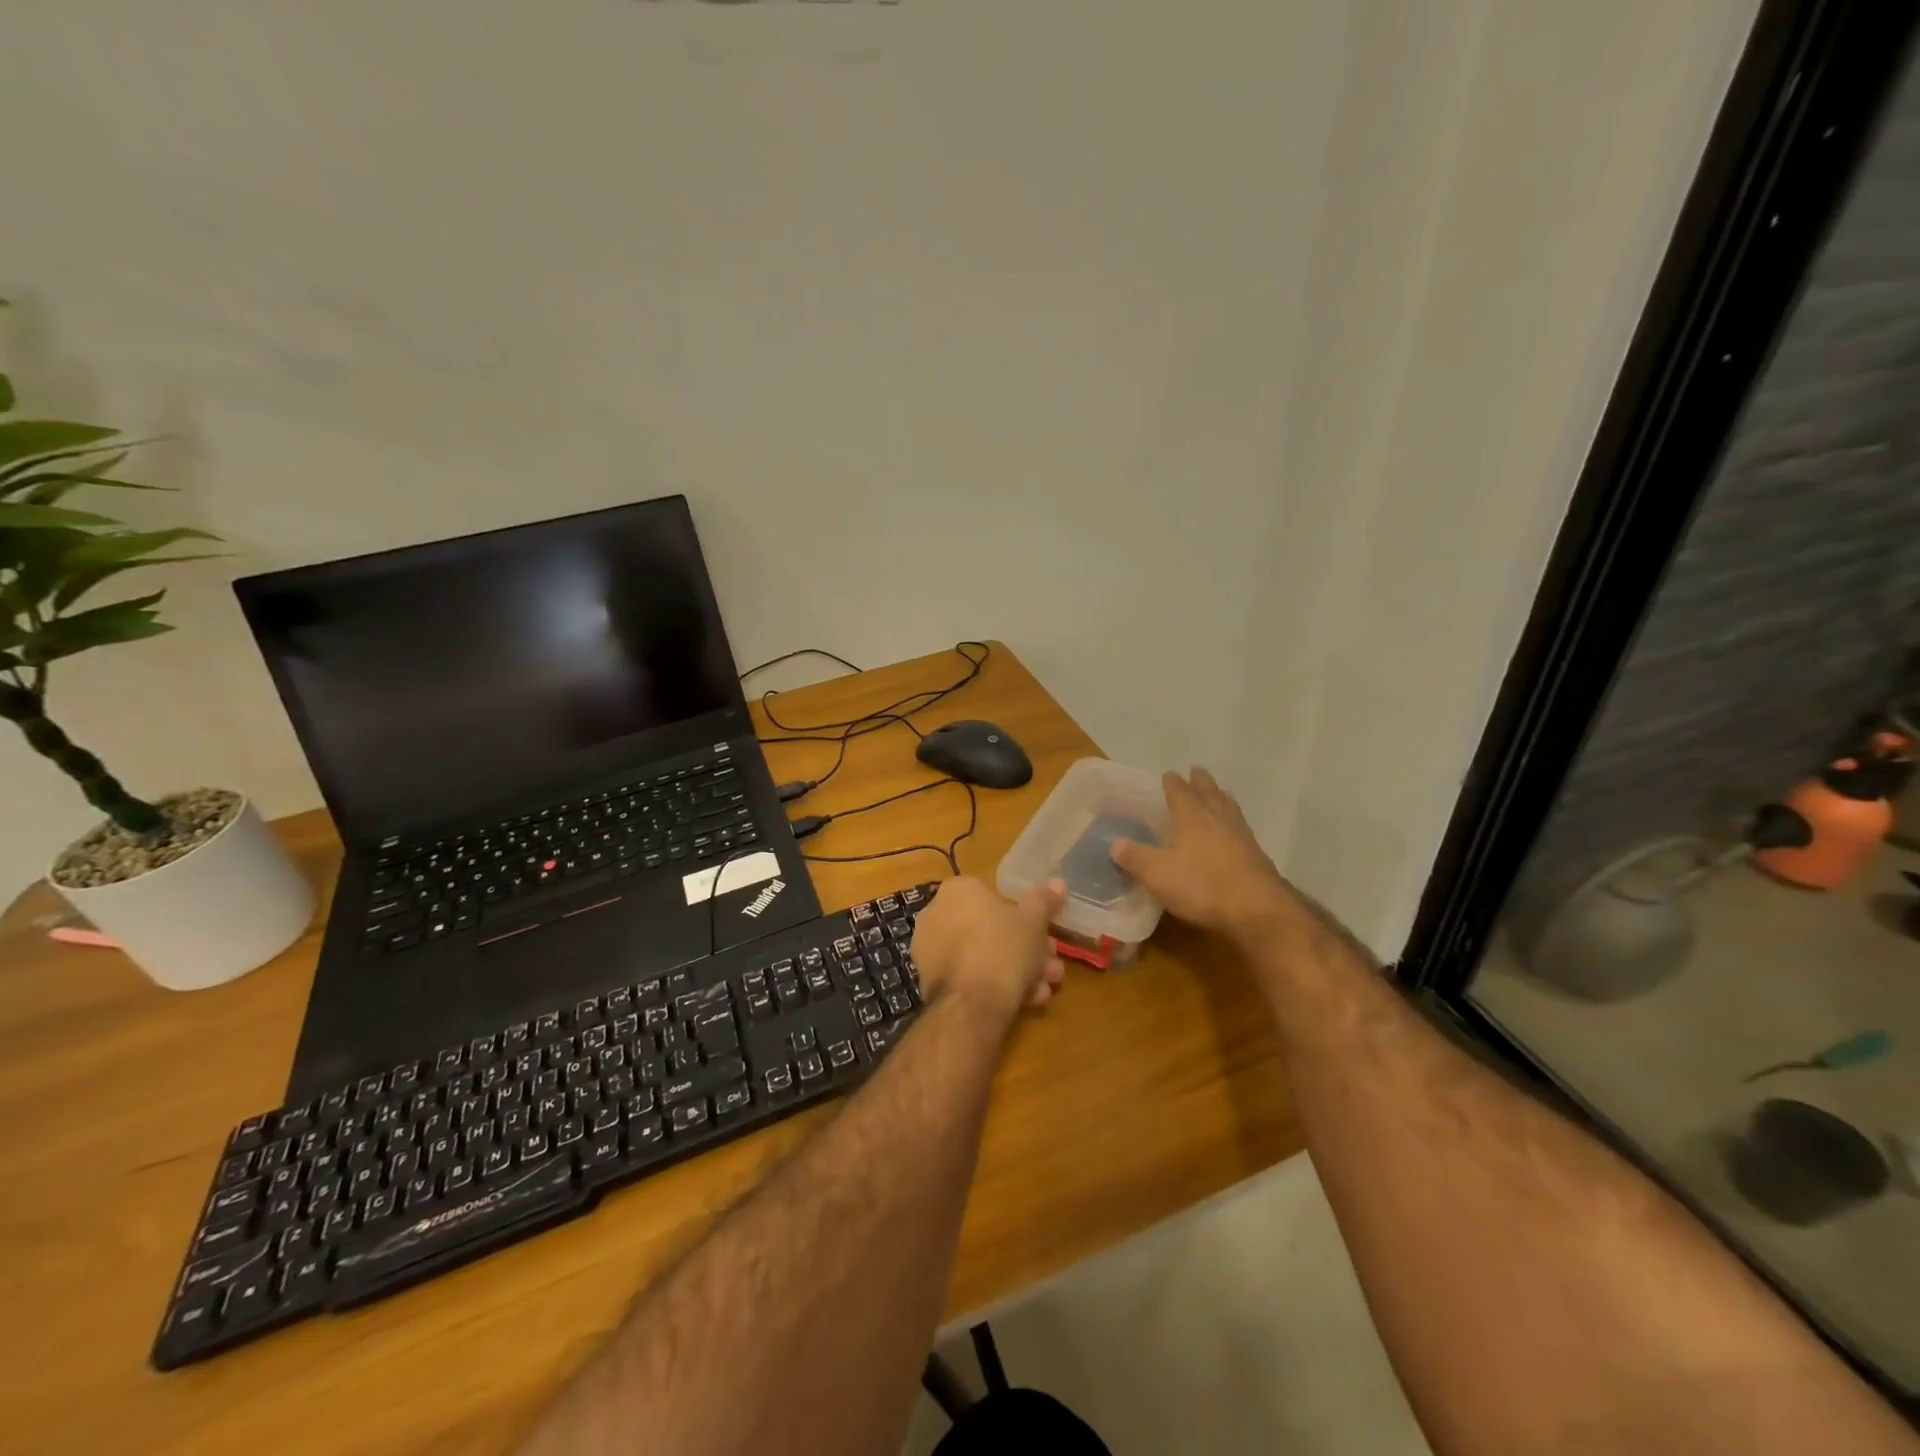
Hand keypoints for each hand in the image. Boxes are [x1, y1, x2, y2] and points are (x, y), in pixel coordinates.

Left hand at [912, 877, 1066, 1026]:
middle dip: (1026, 949)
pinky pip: (968, 975)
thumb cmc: (1003, 948)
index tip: (1047, 936)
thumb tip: (1059, 881)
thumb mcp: (1034, 921)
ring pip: (982, 955)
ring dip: (1017, 970)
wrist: (971, 1003)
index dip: (1028, 918)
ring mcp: (930, 949)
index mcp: (957, 891)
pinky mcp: (930, 980)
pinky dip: (994, 985)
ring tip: (1044, 990)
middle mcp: (937, 914)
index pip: (996, 897)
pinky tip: (1025, 1002)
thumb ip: (1045, 900)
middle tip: (1051, 967)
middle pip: (991, 929)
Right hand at [1111, 768, 1295, 944]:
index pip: (1179, 792)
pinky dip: (1234, 822)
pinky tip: (1235, 831)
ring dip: (1221, 798)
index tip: (1169, 774)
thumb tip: (1114, 844)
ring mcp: (1241, 836)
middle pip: (1209, 793)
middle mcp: (1218, 819)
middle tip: (1196, 771)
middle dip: (1201, 782)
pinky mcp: (1257, 856)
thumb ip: (1135, 857)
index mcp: (1191, 817)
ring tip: (1220, 793)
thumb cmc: (1201, 885)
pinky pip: (1242, 829)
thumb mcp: (1157, 874)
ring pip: (1229, 808)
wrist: (1257, 909)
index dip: (1172, 783)